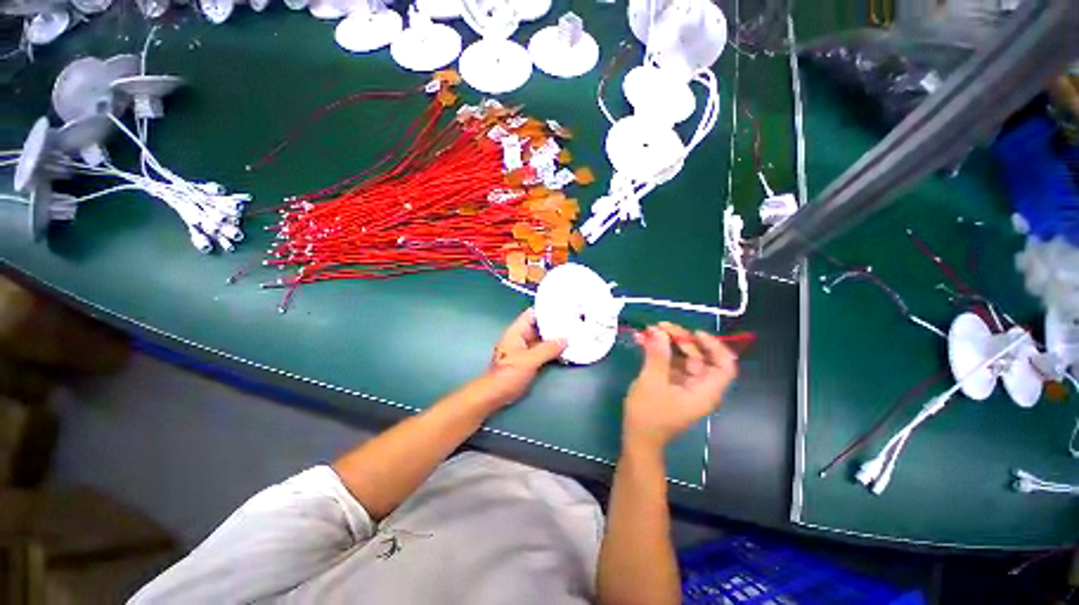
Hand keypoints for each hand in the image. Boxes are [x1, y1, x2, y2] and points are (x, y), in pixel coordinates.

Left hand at [482, 308, 566, 406]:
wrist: (494, 395)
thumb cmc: (508, 374)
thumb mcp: (530, 360)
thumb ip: (548, 348)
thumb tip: (565, 339)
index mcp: (517, 331)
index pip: (532, 314)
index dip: (547, 310)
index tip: (564, 310)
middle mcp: (520, 337)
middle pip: (539, 326)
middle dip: (554, 325)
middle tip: (573, 323)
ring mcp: (524, 349)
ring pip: (541, 339)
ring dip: (554, 338)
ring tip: (573, 334)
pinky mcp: (527, 360)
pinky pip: (542, 350)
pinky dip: (552, 349)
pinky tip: (565, 350)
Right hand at [623, 322, 737, 450]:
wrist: (637, 438)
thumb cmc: (648, 415)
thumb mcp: (651, 382)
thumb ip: (657, 355)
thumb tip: (658, 331)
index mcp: (704, 391)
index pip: (724, 366)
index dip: (714, 346)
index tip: (694, 333)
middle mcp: (699, 387)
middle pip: (699, 357)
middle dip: (681, 339)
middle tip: (660, 326)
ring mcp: (684, 385)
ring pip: (682, 357)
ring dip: (666, 343)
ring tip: (648, 330)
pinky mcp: (671, 384)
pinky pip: (669, 363)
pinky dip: (657, 352)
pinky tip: (641, 340)